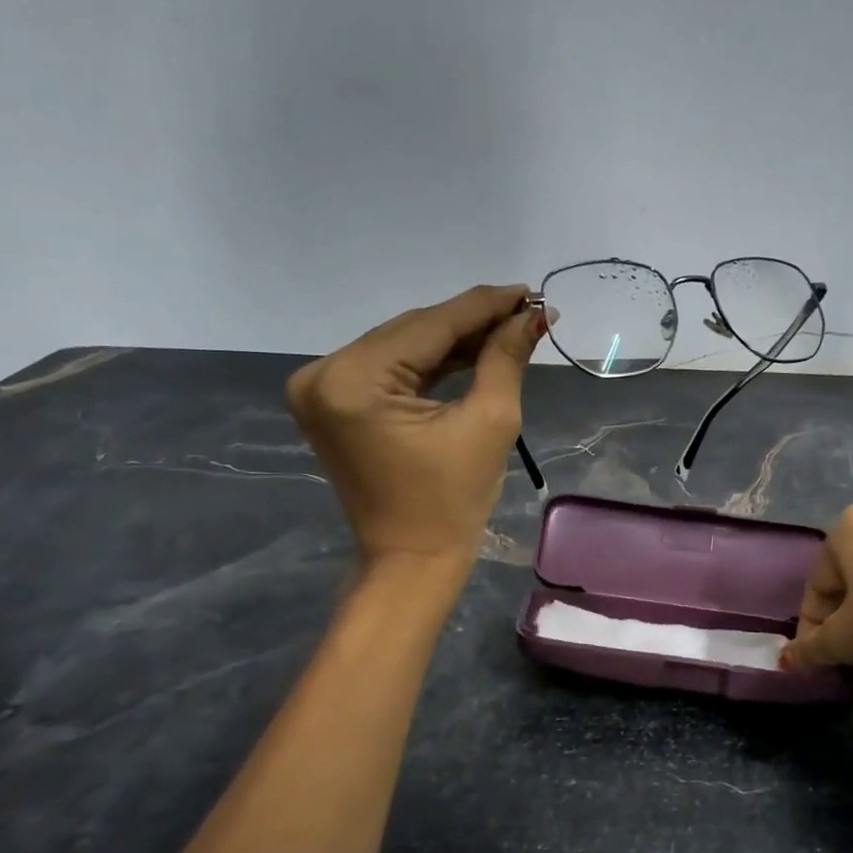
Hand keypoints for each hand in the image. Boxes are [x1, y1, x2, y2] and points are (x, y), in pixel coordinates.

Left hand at [288, 284, 542, 574]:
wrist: (410, 561)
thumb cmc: (452, 502)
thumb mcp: (488, 422)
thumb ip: (504, 358)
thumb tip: (532, 315)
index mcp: (353, 381)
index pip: (430, 326)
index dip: (486, 305)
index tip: (531, 291)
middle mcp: (323, 374)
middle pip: (412, 331)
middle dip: (471, 322)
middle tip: (526, 311)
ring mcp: (320, 389)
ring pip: (401, 346)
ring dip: (453, 339)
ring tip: (507, 329)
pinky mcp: (331, 403)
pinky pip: (388, 369)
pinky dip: (428, 362)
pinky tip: (471, 351)